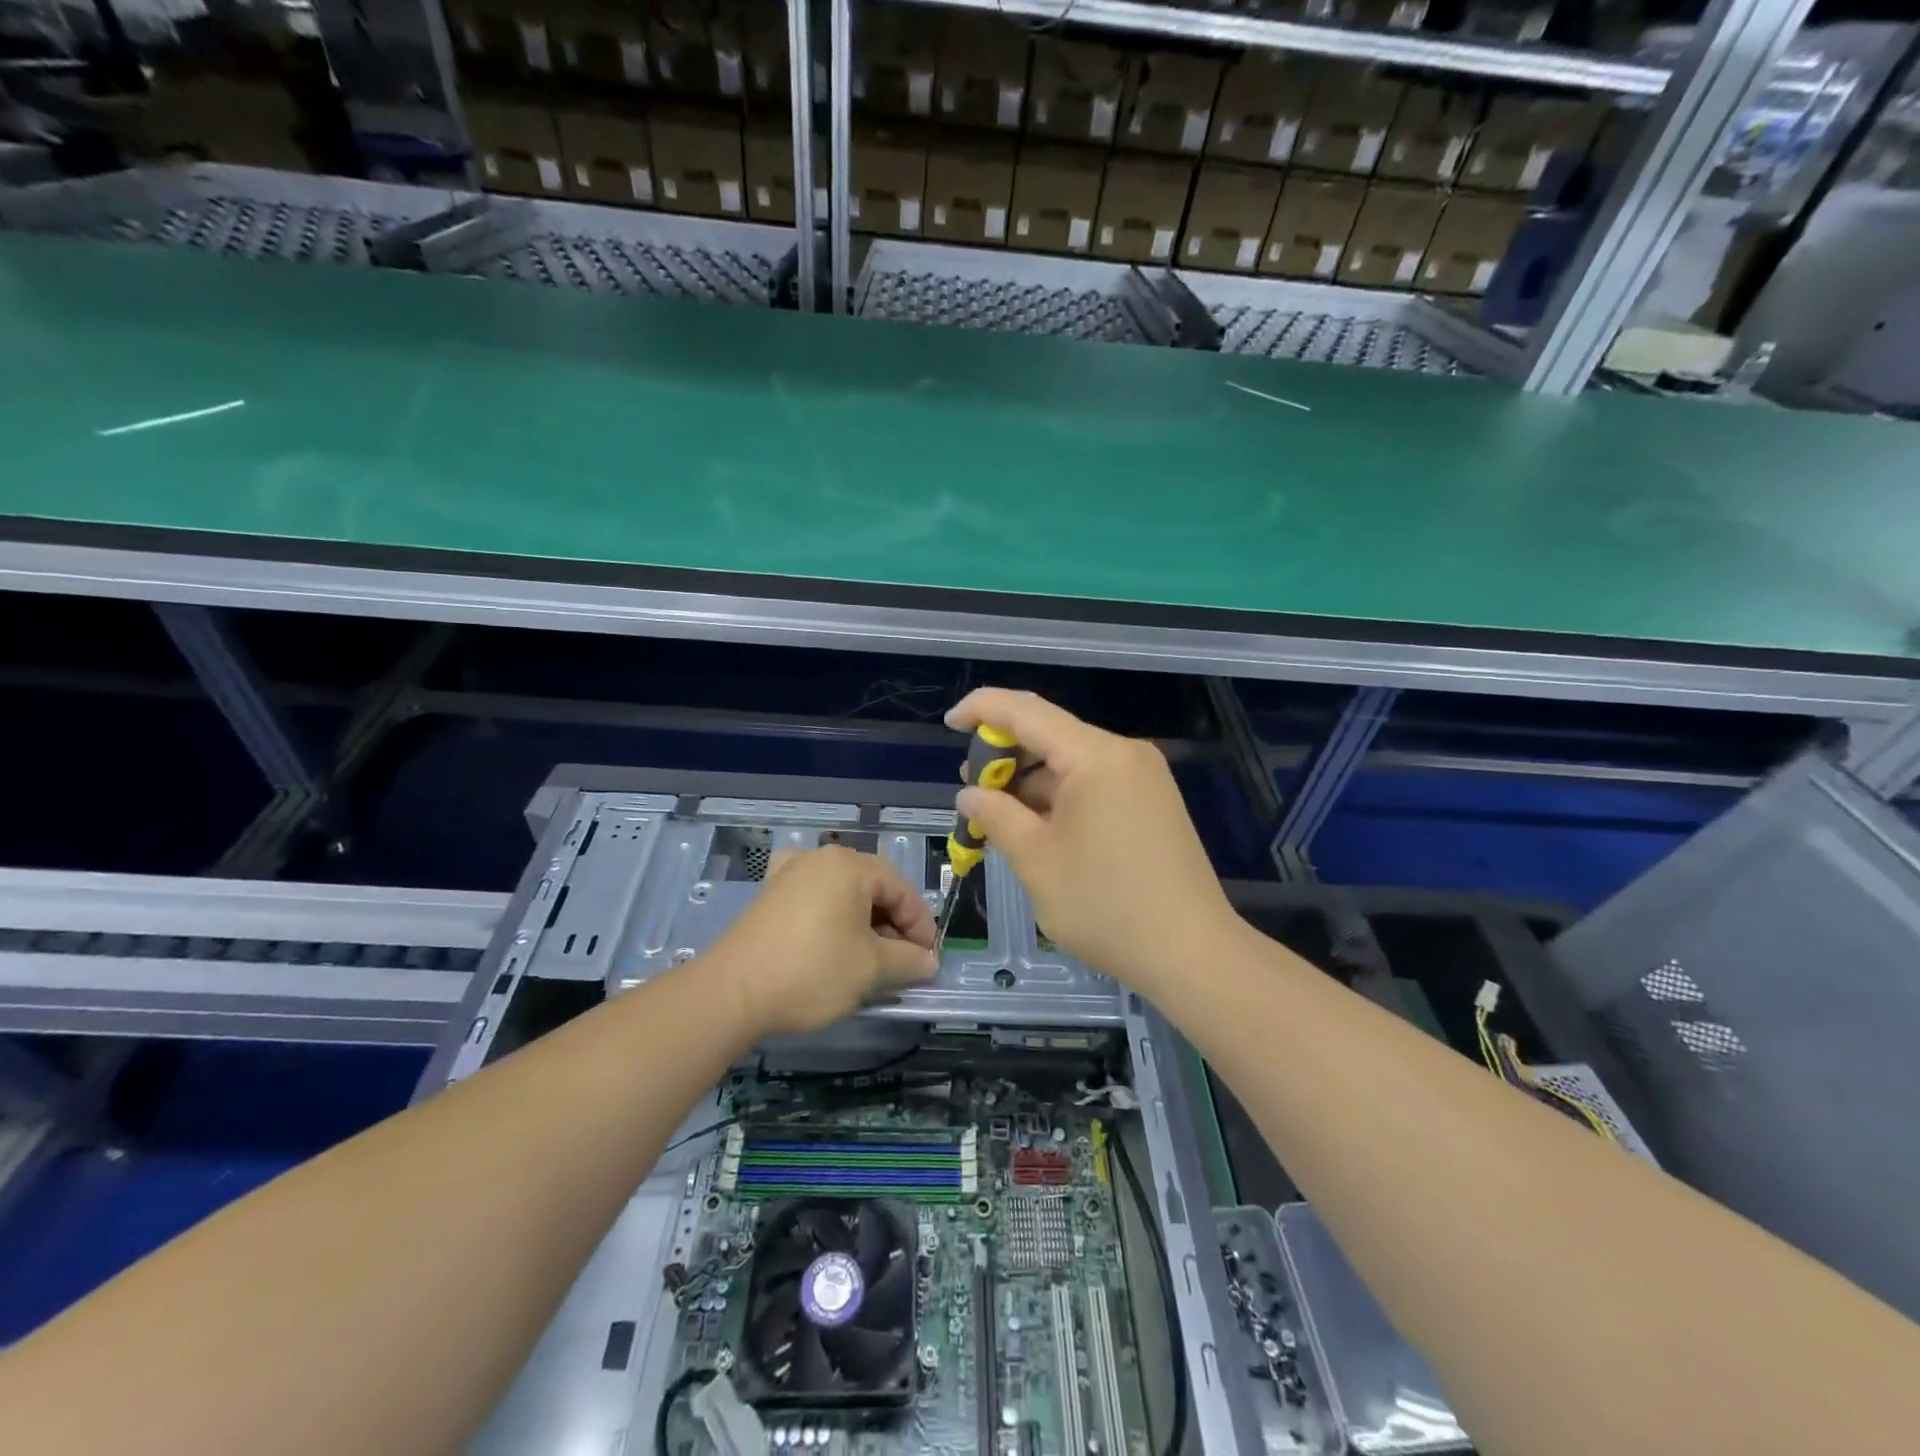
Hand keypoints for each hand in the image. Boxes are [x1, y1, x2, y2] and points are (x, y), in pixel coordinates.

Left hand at [703, 846, 938, 1038]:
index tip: (927, 961)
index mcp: (851, 866)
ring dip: (864, 924)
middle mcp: (821, 859)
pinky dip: (830, 914)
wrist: (732, 993)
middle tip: (901, 963)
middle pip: (873, 888)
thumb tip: (928, 962)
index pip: (902, 891)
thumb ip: (908, 961)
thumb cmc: (812, 972)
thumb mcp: (871, 969)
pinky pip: (813, 896)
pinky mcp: (770, 895)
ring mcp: (790, 873)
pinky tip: (829, 931)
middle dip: (893, 926)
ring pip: (844, 894)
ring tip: (869, 959)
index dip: (921, 927)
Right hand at [947, 688, 1235, 992]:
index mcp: (1096, 756)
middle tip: (971, 790)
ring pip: (1072, 763)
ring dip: (1030, 783)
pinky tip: (1037, 828)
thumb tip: (969, 794)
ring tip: (997, 817)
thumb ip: (996, 815)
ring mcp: (1144, 778)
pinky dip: (1059, 798)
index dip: (982, 709)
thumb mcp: (1036, 860)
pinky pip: (1094, 784)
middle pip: (1051, 735)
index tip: (949, 723)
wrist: (1192, 953)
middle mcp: (1124, 754)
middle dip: (1005, 756)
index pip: (1026, 711)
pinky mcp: (1153, 803)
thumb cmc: (1106, 905)